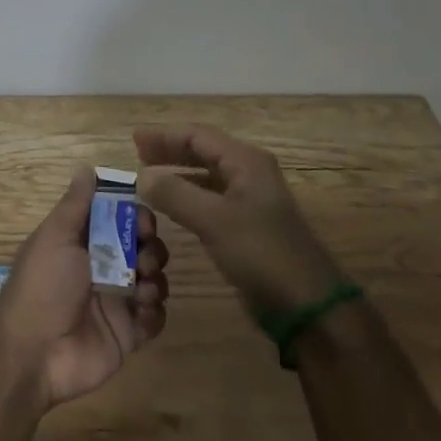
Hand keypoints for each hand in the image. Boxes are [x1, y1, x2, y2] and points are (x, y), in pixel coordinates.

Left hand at [0, 166, 169, 406]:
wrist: (33, 351)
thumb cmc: (43, 285)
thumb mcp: (55, 237)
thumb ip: (75, 204)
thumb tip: (86, 167)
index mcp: (85, 244)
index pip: (122, 221)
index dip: (138, 218)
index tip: (143, 223)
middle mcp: (104, 270)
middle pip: (144, 249)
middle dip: (152, 249)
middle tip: (144, 260)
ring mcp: (118, 303)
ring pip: (155, 282)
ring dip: (156, 280)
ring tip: (141, 290)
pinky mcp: (128, 335)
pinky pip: (156, 319)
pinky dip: (156, 313)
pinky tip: (142, 312)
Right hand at [134, 124, 344, 320]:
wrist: (306, 305)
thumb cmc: (262, 254)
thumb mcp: (214, 220)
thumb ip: (175, 194)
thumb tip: (142, 175)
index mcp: (246, 162)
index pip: (198, 135)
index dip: (164, 135)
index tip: (134, 138)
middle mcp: (250, 174)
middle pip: (203, 151)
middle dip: (170, 150)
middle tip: (138, 153)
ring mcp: (250, 201)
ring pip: (207, 175)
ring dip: (178, 173)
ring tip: (148, 177)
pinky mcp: (248, 226)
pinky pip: (211, 199)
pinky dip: (189, 196)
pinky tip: (172, 207)